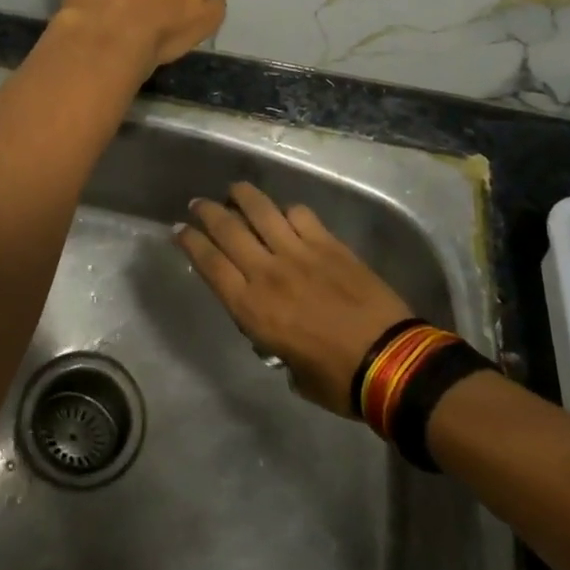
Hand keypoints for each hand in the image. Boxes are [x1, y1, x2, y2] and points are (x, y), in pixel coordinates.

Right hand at [176, 183, 418, 415]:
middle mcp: (267, 272)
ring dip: (242, 196)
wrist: (390, 361)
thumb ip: (272, 340)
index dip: (191, 243)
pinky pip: (300, 215)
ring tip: (234, 190)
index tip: (180, 230)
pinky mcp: (328, 243)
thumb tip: (273, 328)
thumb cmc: (337, 379)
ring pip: (260, 210)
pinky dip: (288, 211)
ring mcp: (299, 252)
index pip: (209, 263)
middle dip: (207, 212)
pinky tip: (287, 214)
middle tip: (198, 204)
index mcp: (252, 307)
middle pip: (227, 229)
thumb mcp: (289, 368)